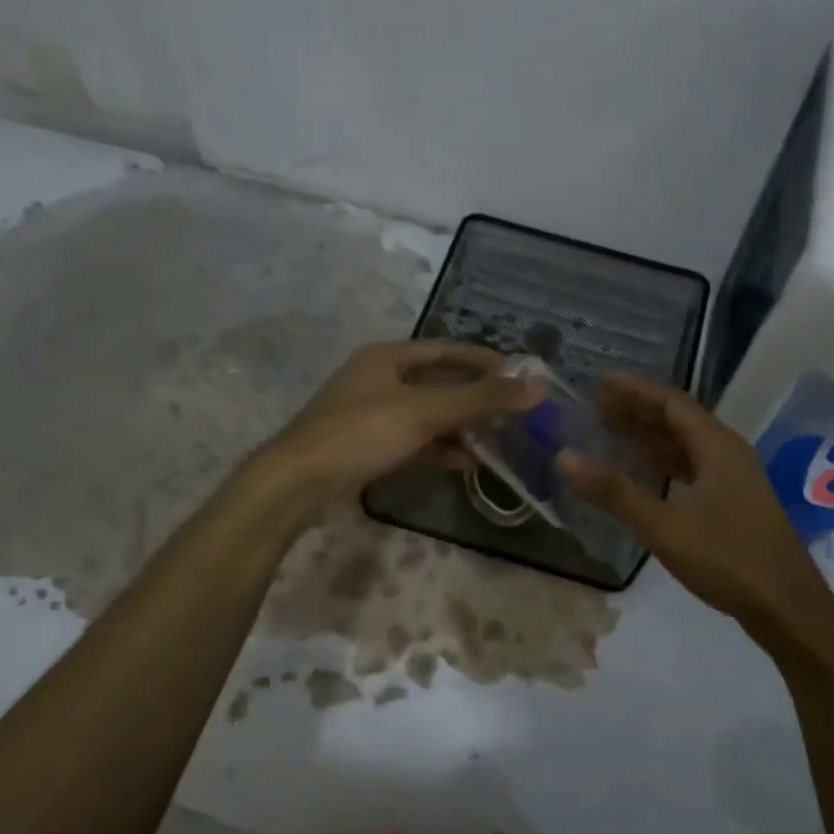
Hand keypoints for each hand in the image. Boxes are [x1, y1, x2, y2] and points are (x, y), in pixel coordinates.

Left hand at [259, 341, 539, 504]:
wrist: (298, 483)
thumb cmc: (361, 432)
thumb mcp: (424, 411)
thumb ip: (480, 399)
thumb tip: (536, 387)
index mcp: (387, 358)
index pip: (445, 350)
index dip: (482, 360)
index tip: (518, 375)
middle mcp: (379, 381)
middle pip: (438, 384)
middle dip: (475, 398)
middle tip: (513, 411)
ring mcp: (373, 416)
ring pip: (428, 416)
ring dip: (461, 427)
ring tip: (499, 440)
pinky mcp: (369, 448)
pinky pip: (415, 442)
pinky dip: (440, 449)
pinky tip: (467, 463)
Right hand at [559, 375, 828, 634]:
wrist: (788, 608)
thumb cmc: (728, 559)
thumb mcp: (664, 527)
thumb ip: (615, 493)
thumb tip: (565, 458)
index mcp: (717, 447)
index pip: (672, 403)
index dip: (636, 390)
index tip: (601, 382)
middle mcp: (728, 454)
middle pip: (679, 421)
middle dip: (639, 410)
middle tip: (598, 405)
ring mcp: (734, 480)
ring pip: (686, 446)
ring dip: (651, 437)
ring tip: (612, 430)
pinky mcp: (734, 504)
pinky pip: (693, 469)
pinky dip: (665, 464)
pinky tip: (646, 473)